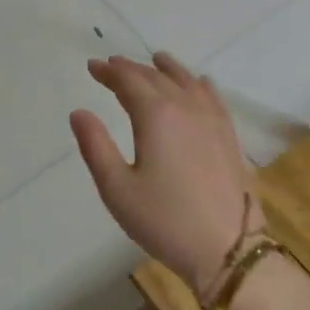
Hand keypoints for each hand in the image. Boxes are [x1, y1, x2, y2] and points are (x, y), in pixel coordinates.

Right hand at [70, 53, 259, 295]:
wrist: (227, 249)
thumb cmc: (164, 220)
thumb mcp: (117, 188)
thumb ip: (95, 146)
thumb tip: (79, 112)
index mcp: (156, 116)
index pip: (129, 82)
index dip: (109, 72)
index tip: (93, 66)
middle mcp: (187, 108)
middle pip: (157, 78)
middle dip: (132, 69)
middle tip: (113, 66)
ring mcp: (213, 121)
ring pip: (188, 82)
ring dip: (167, 70)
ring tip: (156, 61)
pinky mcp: (230, 138)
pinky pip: (213, 97)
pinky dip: (199, 84)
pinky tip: (199, 84)